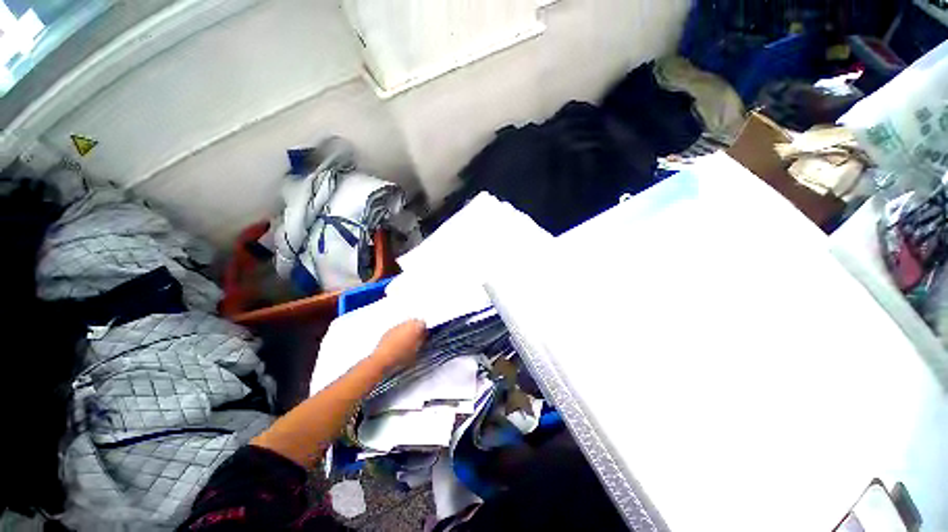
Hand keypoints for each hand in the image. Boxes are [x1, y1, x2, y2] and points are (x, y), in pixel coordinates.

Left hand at [374, 319, 426, 370]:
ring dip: (407, 331)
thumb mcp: (417, 349)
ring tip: (406, 342)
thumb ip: (422, 339)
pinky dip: (398, 334)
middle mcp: (406, 324)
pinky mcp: (388, 331)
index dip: (424, 329)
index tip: (424, 336)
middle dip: (415, 328)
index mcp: (415, 327)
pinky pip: (396, 330)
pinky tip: (397, 344)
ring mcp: (396, 326)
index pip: (423, 323)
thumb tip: (424, 335)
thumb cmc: (402, 355)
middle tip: (416, 339)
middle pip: (413, 322)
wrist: (384, 358)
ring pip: (405, 325)